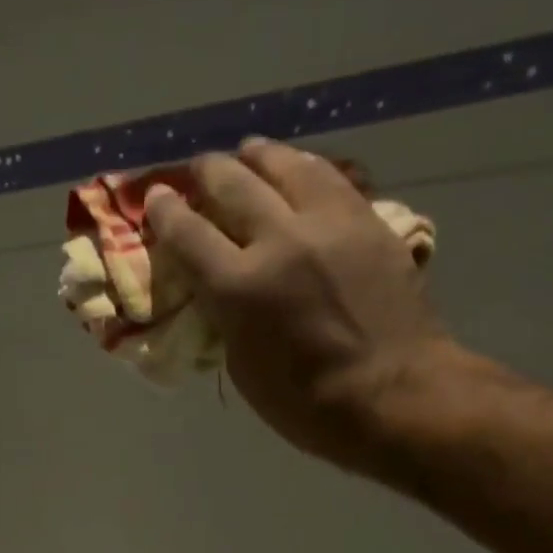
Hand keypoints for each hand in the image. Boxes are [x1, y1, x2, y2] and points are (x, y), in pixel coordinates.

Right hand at [144, 138, 467, 475]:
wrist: (395, 394)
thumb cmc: (304, 400)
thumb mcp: (241, 363)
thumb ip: (225, 312)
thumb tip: (220, 284)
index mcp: (239, 286)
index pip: (187, 232)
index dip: (165, 210)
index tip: (157, 196)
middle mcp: (281, 241)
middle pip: (234, 185)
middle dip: (209, 172)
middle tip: (199, 168)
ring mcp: (330, 226)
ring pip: (287, 167)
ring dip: (260, 156)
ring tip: (249, 152)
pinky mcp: (369, 223)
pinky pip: (332, 179)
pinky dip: (306, 169)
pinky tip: (299, 169)